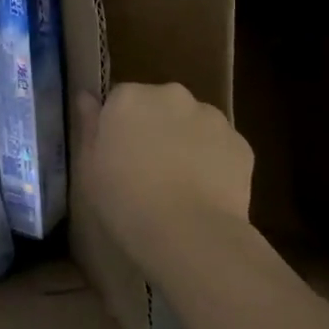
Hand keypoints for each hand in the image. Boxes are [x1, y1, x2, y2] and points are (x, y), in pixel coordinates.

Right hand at [73, 83, 255, 284]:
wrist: (189, 233)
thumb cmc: (125, 200)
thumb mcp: (89, 166)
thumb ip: (89, 125)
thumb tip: (87, 96)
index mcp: (130, 97)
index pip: (121, 99)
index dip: (120, 126)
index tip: (119, 154)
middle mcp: (172, 95)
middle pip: (160, 105)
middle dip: (156, 126)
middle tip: (149, 167)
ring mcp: (211, 117)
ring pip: (193, 123)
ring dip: (186, 141)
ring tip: (181, 183)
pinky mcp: (241, 143)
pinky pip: (220, 146)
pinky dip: (214, 161)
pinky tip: (206, 192)